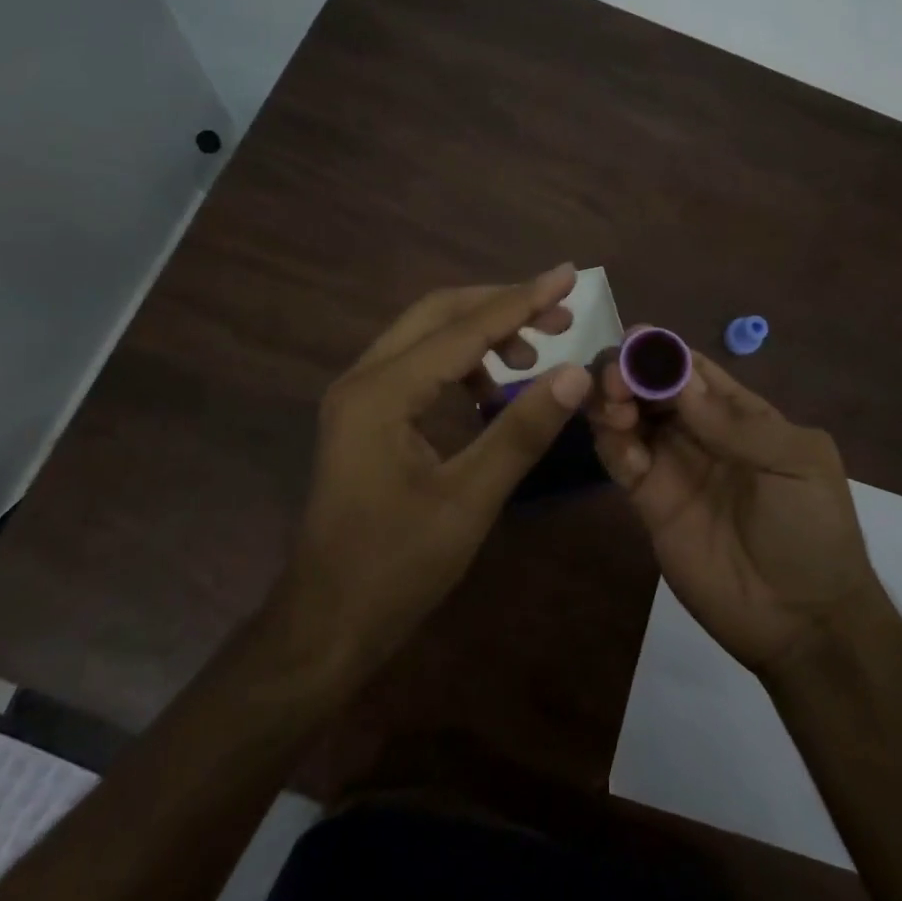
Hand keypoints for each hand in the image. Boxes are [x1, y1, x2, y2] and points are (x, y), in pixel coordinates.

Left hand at [282, 265, 593, 668]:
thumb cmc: (395, 568)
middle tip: (559, 316)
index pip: (465, 328)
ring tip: (533, 355)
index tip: (568, 275)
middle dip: (501, 306)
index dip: (522, 300)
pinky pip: (418, 367)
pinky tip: (491, 391)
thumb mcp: (468, 500)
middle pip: (438, 313)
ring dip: (481, 333)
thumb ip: (521, 431)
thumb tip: (576, 373)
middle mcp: (363, 379)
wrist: (325, 625)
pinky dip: (461, 363)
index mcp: (382, 392)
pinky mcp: (365, 417)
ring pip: (426, 336)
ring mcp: (359, 397)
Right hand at [589, 350, 883, 673]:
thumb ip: (739, 424)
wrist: (804, 621)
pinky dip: (611, 445)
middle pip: (652, 388)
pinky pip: (621, 463)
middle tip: (614, 378)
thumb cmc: (814, 530)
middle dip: (629, 373)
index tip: (634, 338)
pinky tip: (620, 444)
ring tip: (614, 408)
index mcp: (739, 414)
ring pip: (629, 419)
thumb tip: (681, 381)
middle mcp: (699, 433)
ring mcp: (672, 467)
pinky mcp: (650, 504)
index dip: (663, 351)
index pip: (693, 369)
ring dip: (613, 403)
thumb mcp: (797, 463)